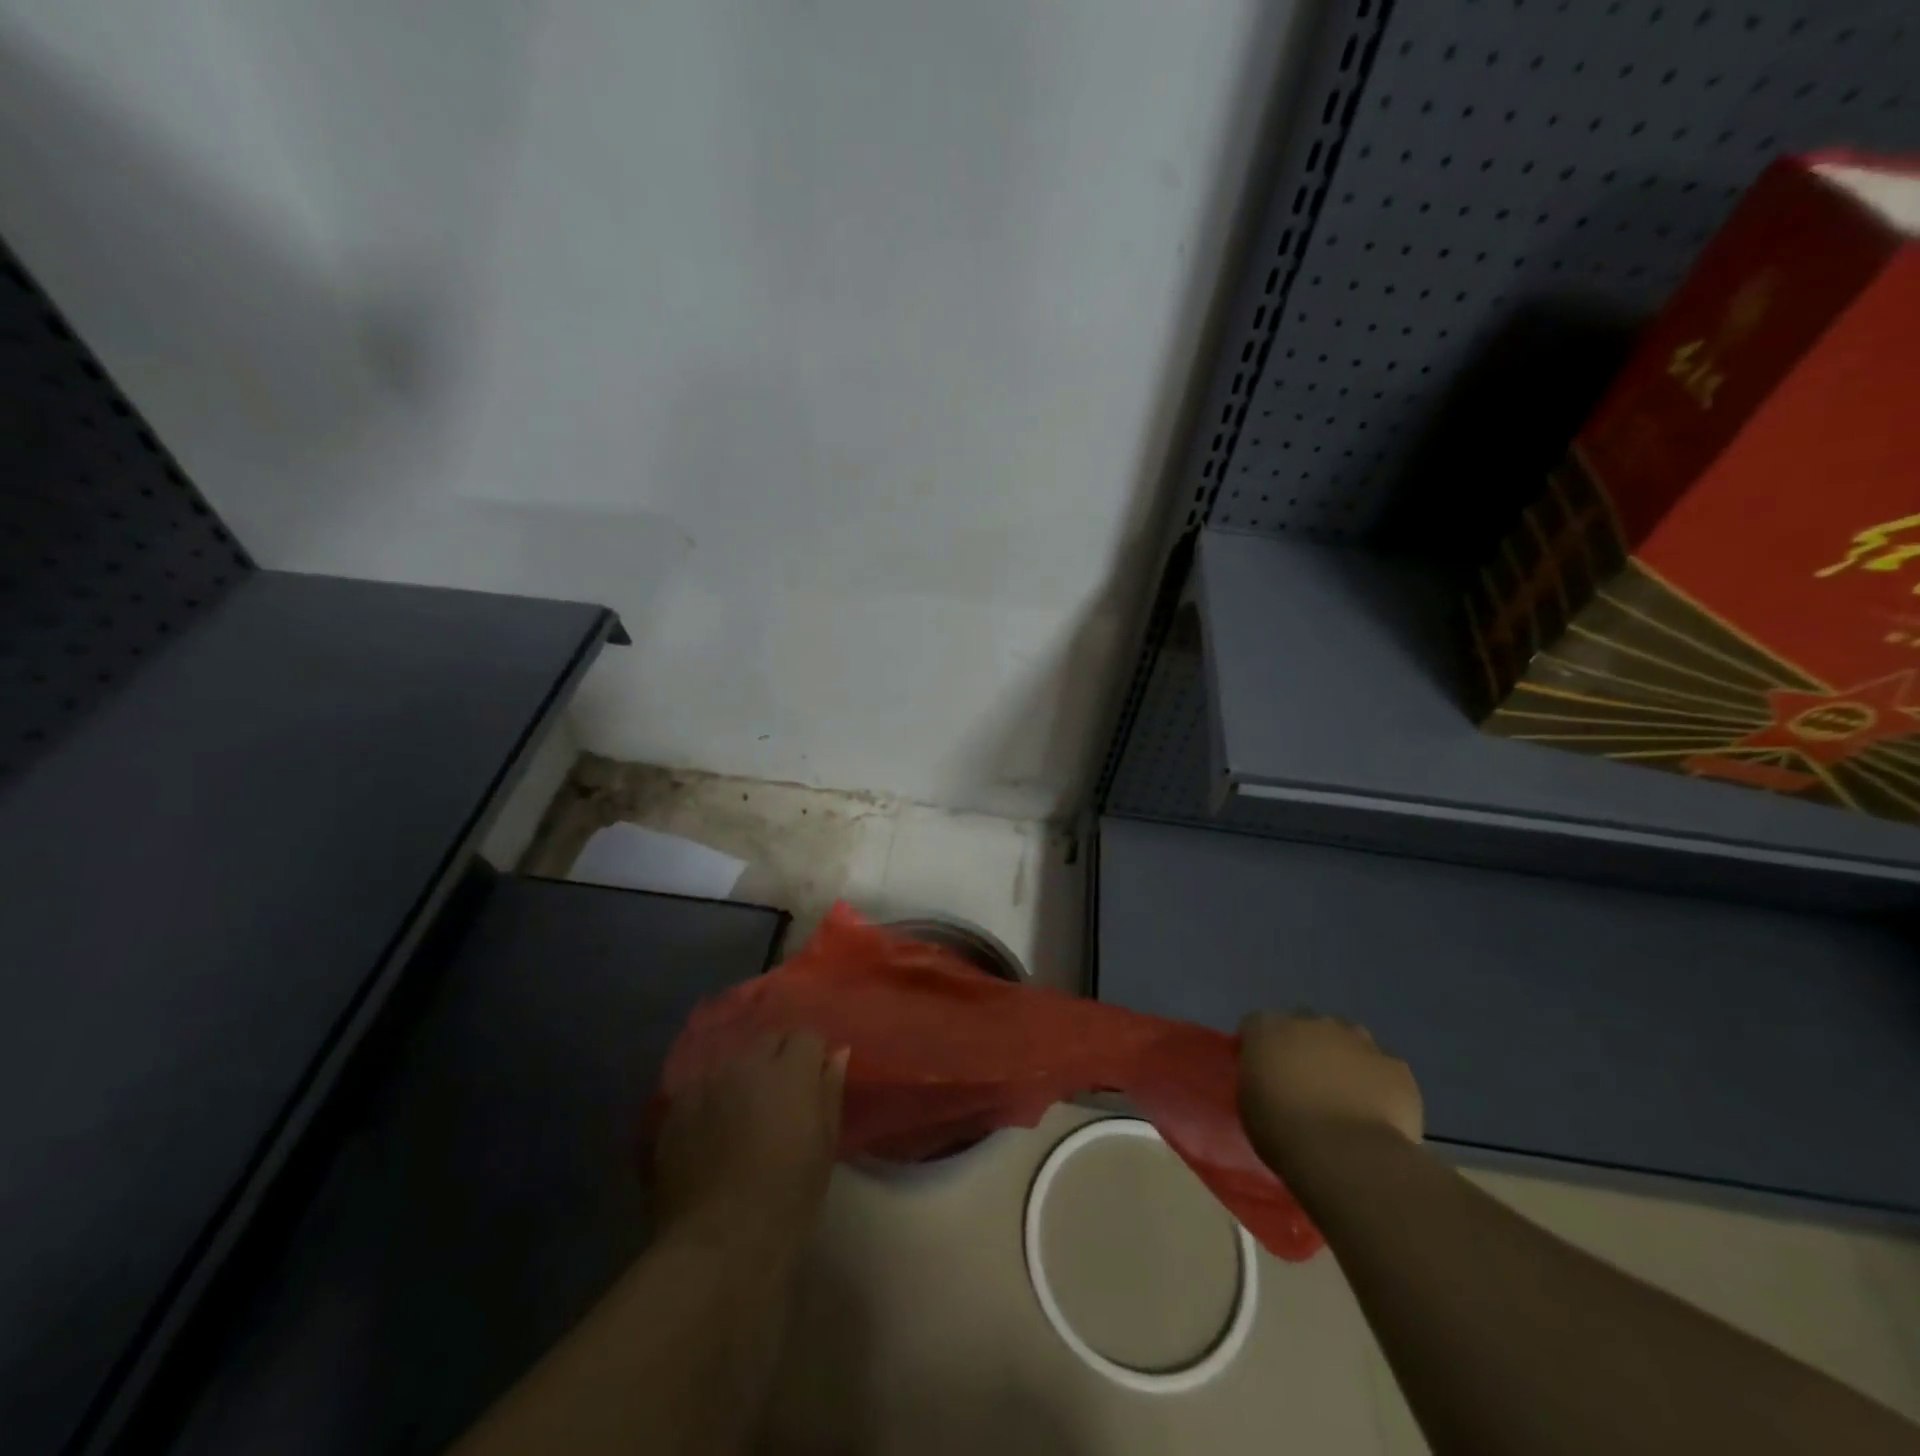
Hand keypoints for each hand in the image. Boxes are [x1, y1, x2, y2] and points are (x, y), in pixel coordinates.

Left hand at [654, 1032, 848, 1255]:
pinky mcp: (676, 1108)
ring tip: (745, 1111)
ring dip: (744, 1077)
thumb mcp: (824, 1145)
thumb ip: (829, 1091)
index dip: (812, 1056)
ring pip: (733, 1062)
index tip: (814, 1081)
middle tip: (782, 1095)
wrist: (719, 1242)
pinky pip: (701, 1087)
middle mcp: (746, 1064)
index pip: (807, 1035)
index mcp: (788, 1070)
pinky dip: (712, 1099)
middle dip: (779, 1058)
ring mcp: (707, 1083)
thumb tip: (836, 1053)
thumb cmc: (787, 1196)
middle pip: (768, 1040)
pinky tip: (713, 1130)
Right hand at [1238, 1013, 1422, 1167]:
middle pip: (1305, 1025)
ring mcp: (1357, 1040)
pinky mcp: (1394, 1065)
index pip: (1255, 1025)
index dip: (1260, 1047)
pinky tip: (1376, 1112)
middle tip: (1306, 1084)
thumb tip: (1270, 1079)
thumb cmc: (1284, 1132)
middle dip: (1305, 1047)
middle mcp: (1311, 1022)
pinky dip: (1378, 1083)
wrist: (1348, 1156)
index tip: (1262, 1073)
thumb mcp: (1250, 1104)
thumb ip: (1258, 1079)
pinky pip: (1382, 1068)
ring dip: (1344, 1058)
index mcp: (1268, 1029)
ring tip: (1345, 1097)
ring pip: (1348, 1039)